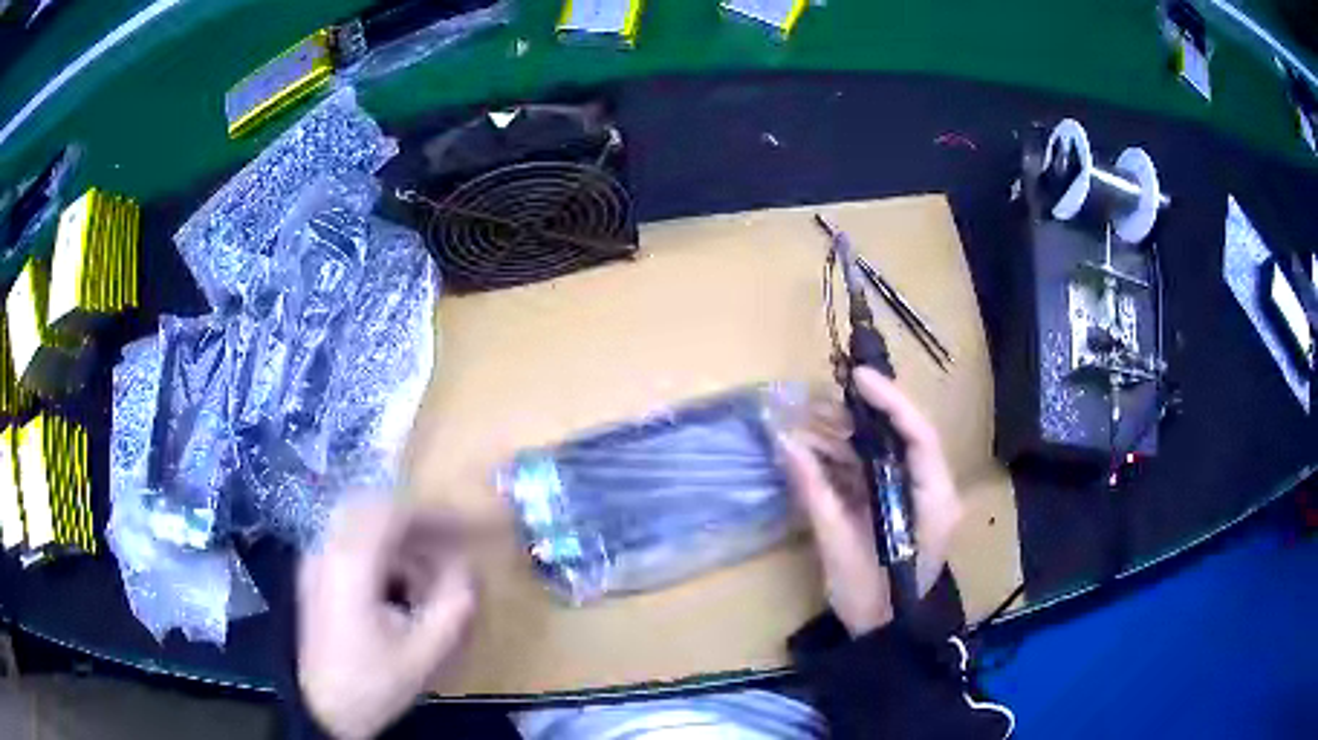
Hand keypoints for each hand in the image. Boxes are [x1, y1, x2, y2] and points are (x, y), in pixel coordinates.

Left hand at [298, 498, 475, 739]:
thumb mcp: (425, 653)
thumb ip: (454, 607)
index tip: (470, 530)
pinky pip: (351, 543)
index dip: (437, 515)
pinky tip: (399, 591)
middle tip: (451, 546)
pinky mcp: (315, 574)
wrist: (320, 707)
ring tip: (428, 580)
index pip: (394, 513)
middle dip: (417, 525)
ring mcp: (316, 559)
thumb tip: (469, 571)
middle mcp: (327, 548)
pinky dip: (382, 555)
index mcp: (351, 563)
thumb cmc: (372, 683)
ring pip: (362, 525)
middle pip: (374, 509)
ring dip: (399, 542)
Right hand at [779, 367, 962, 636]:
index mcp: (934, 500)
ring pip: (886, 451)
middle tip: (817, 399)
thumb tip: (785, 443)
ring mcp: (917, 497)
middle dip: (860, 415)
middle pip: (902, 436)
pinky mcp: (900, 505)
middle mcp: (933, 490)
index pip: (919, 435)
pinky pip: (876, 472)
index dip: (890, 400)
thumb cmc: (870, 598)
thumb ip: (815, 492)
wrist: (885, 635)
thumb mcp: (839, 546)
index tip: (856, 378)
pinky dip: (845, 460)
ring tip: (806, 420)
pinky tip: (814, 451)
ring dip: (847, 436)